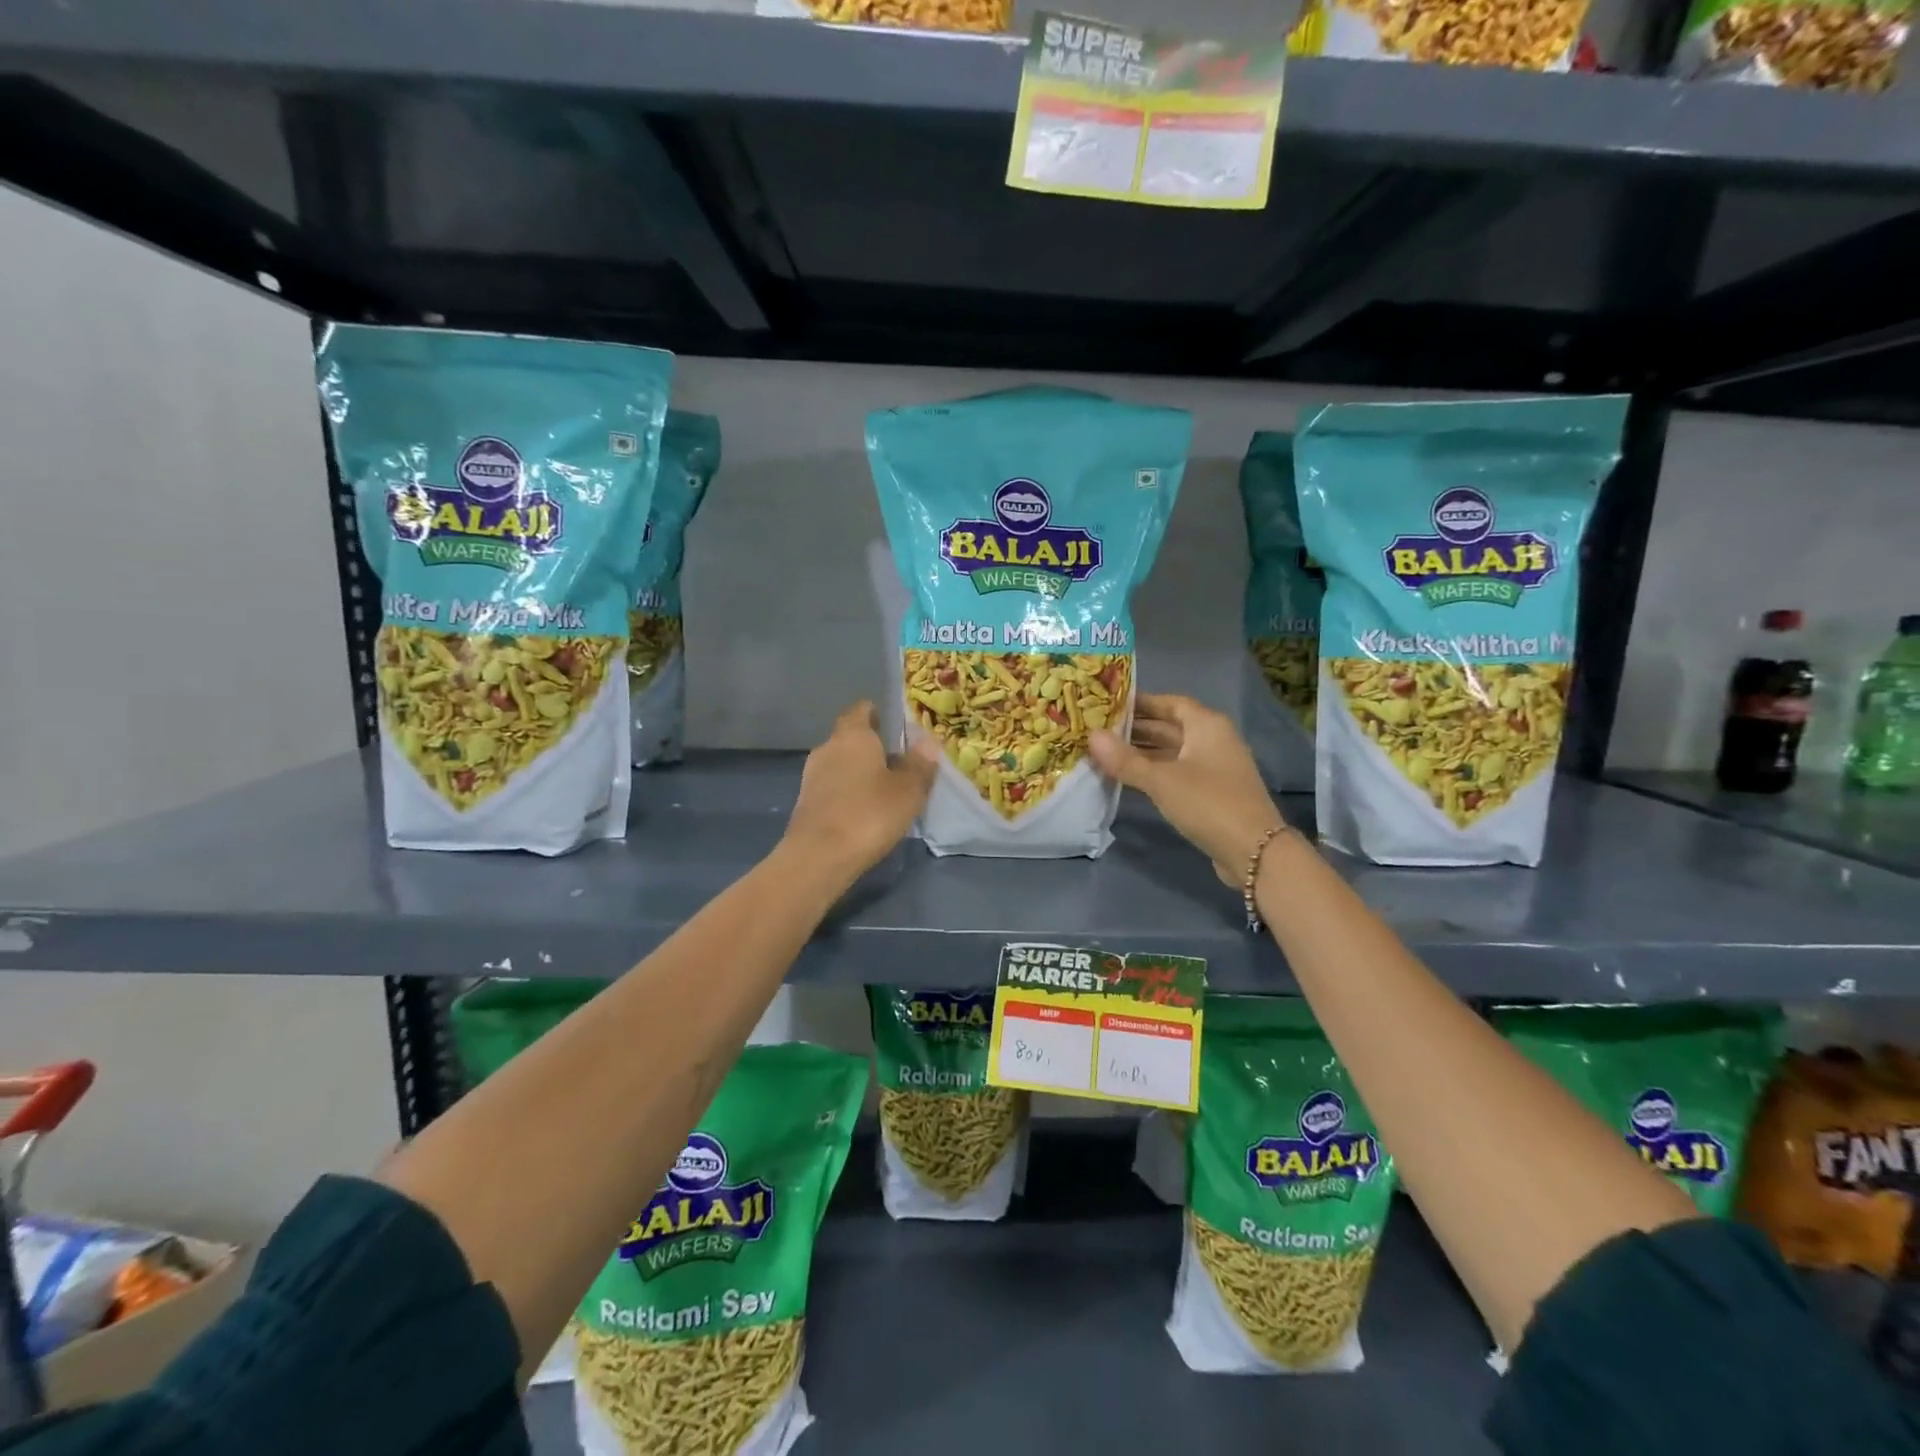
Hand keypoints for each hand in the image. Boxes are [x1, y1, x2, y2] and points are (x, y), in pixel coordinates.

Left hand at [784, 701, 938, 879]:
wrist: (818, 857)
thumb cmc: (869, 814)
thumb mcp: (908, 791)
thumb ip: (919, 765)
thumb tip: (928, 742)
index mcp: (852, 735)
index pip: (861, 709)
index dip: (877, 712)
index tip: (893, 722)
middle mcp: (828, 748)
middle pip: (850, 737)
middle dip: (871, 745)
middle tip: (898, 760)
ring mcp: (812, 775)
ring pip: (840, 763)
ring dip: (858, 771)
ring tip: (884, 788)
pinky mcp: (805, 802)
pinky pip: (832, 787)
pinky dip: (847, 792)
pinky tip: (864, 810)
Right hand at [1089, 693, 1286, 882]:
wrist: (1254, 851)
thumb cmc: (1208, 802)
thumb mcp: (1161, 780)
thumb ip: (1125, 759)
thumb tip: (1091, 736)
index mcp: (1207, 725)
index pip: (1170, 702)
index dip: (1140, 702)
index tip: (1108, 704)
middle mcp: (1213, 740)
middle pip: (1169, 727)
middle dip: (1135, 728)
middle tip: (1097, 729)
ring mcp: (1213, 767)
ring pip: (1171, 752)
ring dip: (1141, 752)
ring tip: (1104, 753)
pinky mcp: (1211, 792)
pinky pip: (1176, 772)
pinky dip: (1153, 772)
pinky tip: (1127, 778)